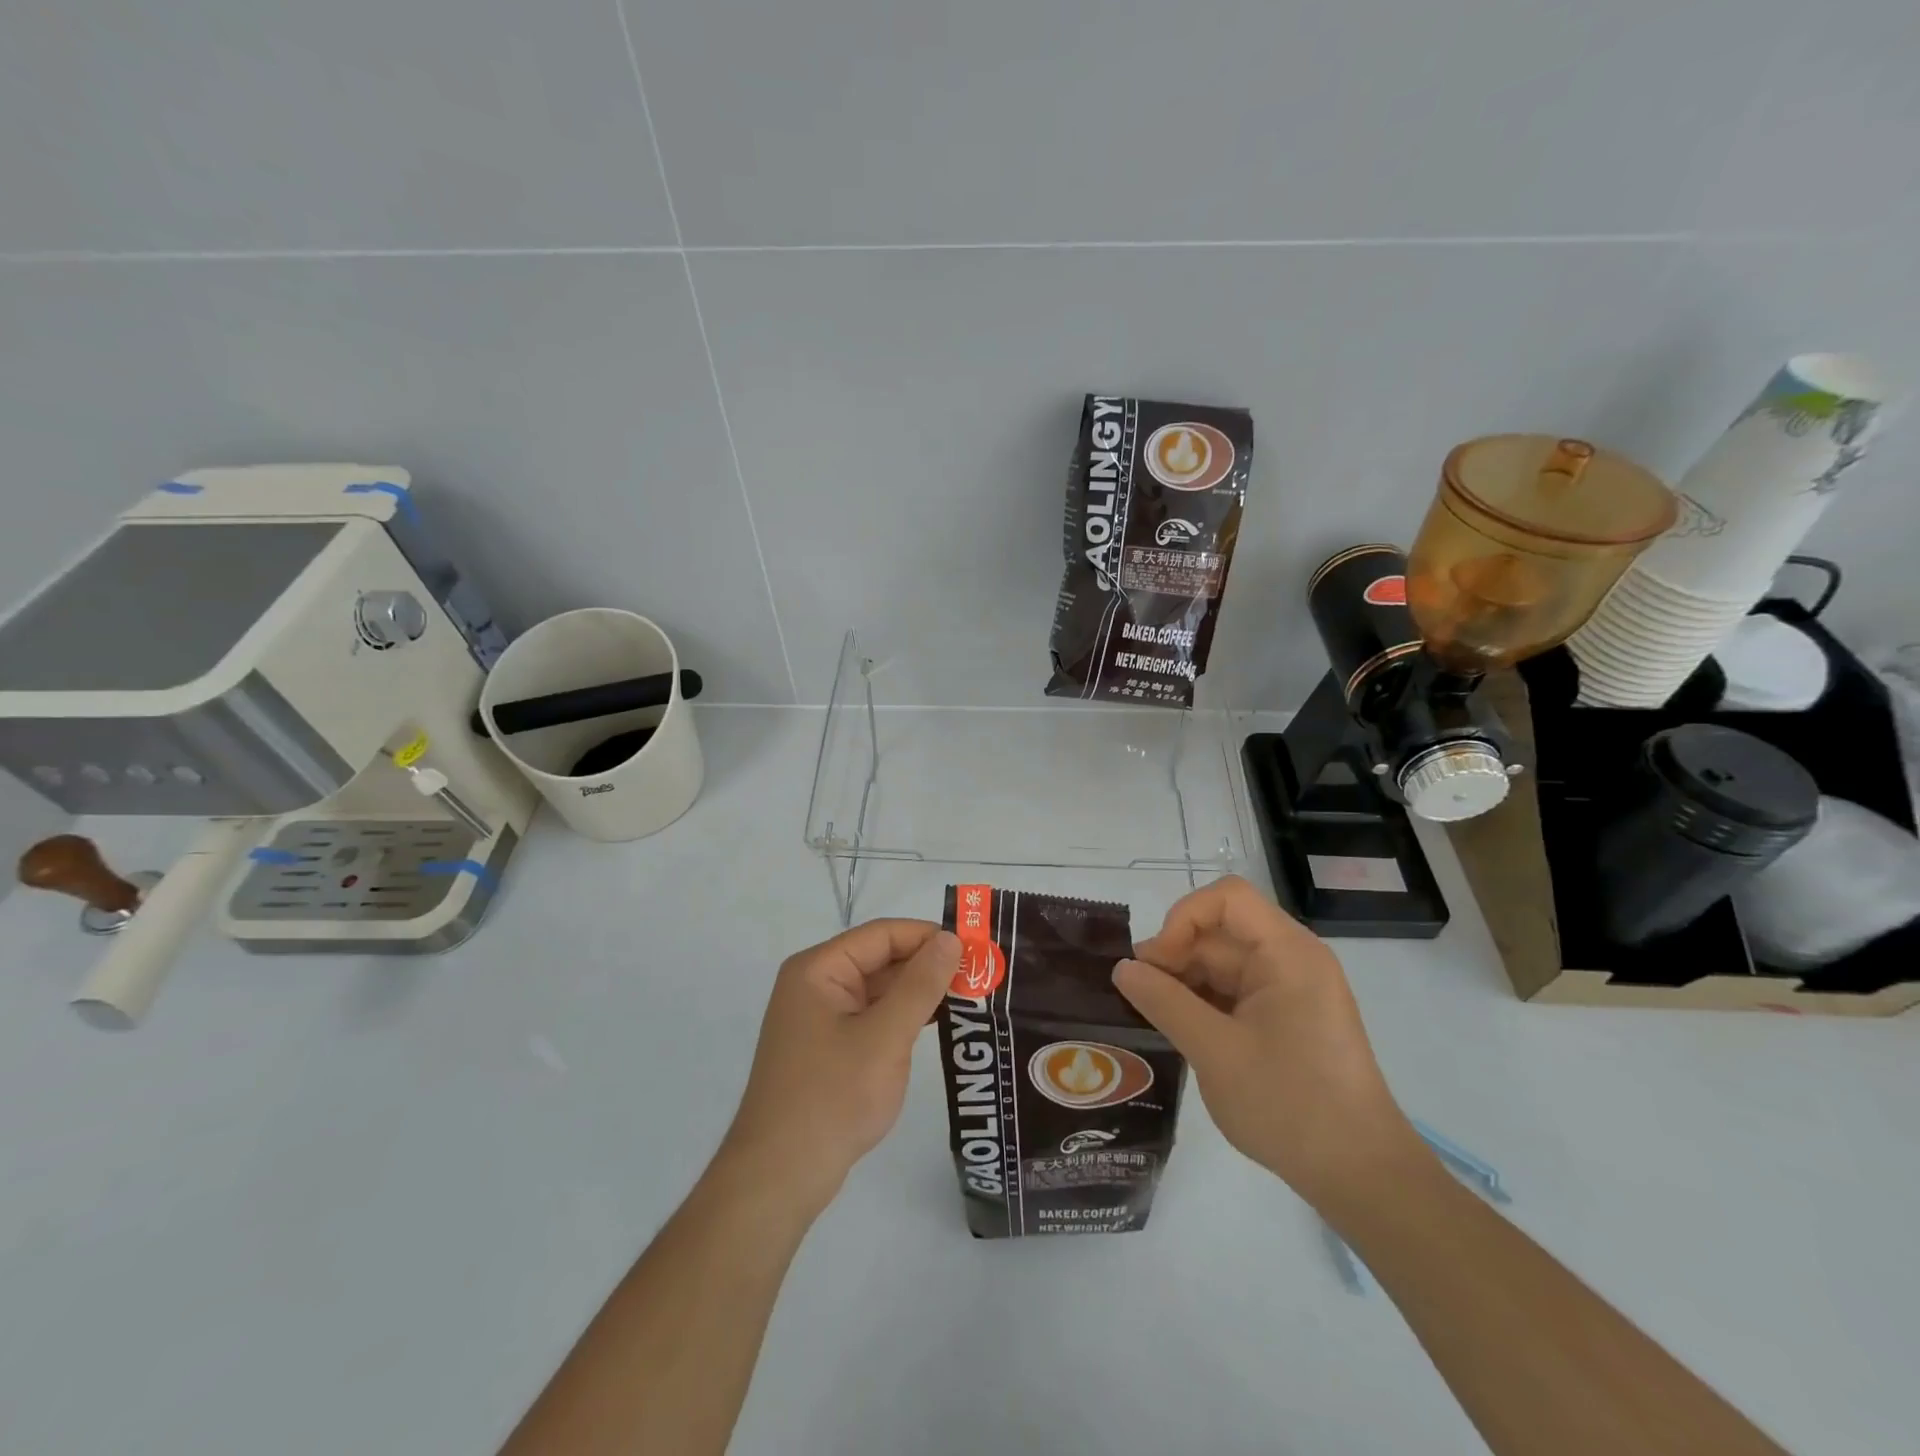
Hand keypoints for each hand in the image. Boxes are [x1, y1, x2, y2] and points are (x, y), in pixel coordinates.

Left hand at [719, 920, 960, 1217]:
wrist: (779, 1177)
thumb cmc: (832, 1097)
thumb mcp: (885, 1037)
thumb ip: (920, 985)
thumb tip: (950, 939)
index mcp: (819, 969)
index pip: (883, 934)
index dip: (929, 936)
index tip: (976, 949)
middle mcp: (816, 984)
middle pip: (880, 959)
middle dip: (928, 966)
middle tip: (981, 976)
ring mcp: (820, 1017)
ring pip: (879, 989)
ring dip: (919, 993)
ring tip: (970, 998)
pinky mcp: (828, 1047)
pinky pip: (873, 1017)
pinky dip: (903, 1018)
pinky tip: (938, 1026)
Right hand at [1113, 877, 1427, 1212]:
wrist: (1360, 1176)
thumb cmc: (1290, 1104)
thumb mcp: (1214, 1051)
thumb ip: (1163, 1002)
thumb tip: (1122, 968)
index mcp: (1287, 953)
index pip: (1227, 898)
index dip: (1182, 918)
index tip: (1157, 963)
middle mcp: (1292, 960)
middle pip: (1220, 932)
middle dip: (1176, 956)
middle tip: (1139, 997)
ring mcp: (1291, 990)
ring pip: (1223, 964)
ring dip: (1185, 983)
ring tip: (1153, 1017)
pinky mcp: (1287, 1018)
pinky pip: (1235, 992)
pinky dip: (1204, 1004)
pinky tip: (1180, 1030)